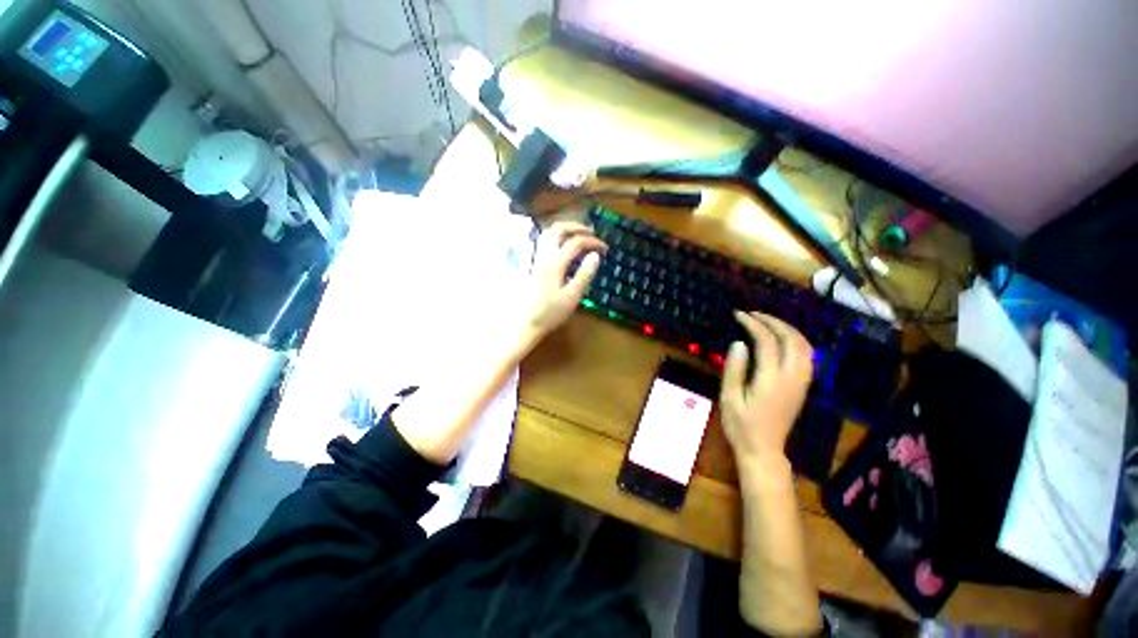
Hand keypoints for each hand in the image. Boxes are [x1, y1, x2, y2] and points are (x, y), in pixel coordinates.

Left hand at [520, 221, 606, 340]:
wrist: (525, 323)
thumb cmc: (550, 313)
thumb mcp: (572, 296)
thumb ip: (584, 274)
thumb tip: (595, 255)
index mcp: (555, 263)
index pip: (576, 242)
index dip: (593, 242)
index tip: (604, 249)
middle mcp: (544, 256)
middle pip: (558, 229)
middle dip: (577, 227)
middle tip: (591, 233)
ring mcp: (536, 259)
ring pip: (548, 233)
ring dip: (565, 230)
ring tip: (578, 237)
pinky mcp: (533, 265)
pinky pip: (544, 242)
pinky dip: (557, 238)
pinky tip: (564, 249)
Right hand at [720, 311, 813, 477]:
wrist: (764, 450)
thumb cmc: (741, 425)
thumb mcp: (729, 398)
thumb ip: (734, 369)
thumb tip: (739, 343)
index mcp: (771, 379)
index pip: (767, 341)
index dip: (753, 324)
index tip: (739, 315)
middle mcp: (792, 377)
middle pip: (791, 339)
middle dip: (773, 321)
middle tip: (752, 314)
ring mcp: (801, 382)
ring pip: (804, 346)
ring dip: (787, 329)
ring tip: (766, 322)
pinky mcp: (803, 386)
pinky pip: (807, 355)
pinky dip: (796, 340)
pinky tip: (782, 339)